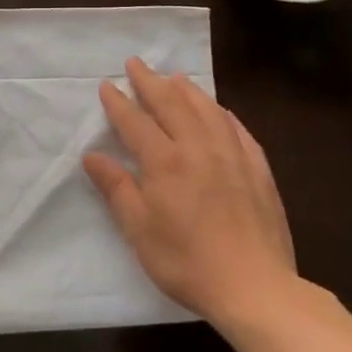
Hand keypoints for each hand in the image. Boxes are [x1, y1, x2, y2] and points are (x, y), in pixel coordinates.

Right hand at [83, 58, 298, 330]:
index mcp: (165, 163)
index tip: (107, 85)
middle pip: (172, 105)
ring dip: (188, 90)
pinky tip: (219, 111)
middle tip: (136, 63)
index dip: (119, 103)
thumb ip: (117, 188)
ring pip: (207, 111)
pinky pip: (238, 130)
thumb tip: (92, 156)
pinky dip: (223, 114)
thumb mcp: (139, 230)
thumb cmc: (187, 262)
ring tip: (175, 77)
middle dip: (151, 82)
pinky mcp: (258, 171)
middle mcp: (198, 149)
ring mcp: (233, 157)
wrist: (256, 288)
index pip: (136, 122)